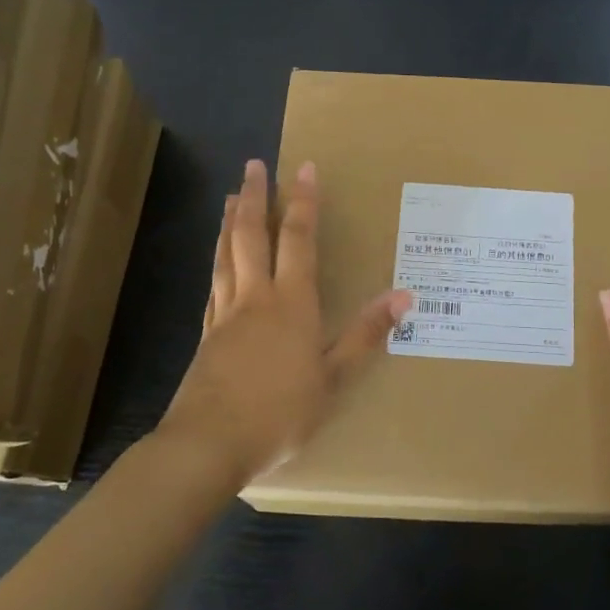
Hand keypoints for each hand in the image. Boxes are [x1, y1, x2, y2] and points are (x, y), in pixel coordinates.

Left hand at [162, 159, 410, 485]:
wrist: (207, 445)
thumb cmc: (279, 413)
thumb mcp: (332, 379)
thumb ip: (365, 335)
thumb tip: (403, 296)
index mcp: (290, 304)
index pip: (297, 239)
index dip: (302, 202)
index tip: (303, 167)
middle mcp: (255, 298)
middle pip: (251, 236)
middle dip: (255, 197)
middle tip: (254, 164)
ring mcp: (226, 315)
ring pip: (226, 255)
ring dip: (231, 222)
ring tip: (232, 196)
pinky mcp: (207, 336)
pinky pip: (214, 284)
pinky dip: (217, 260)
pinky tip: (218, 261)